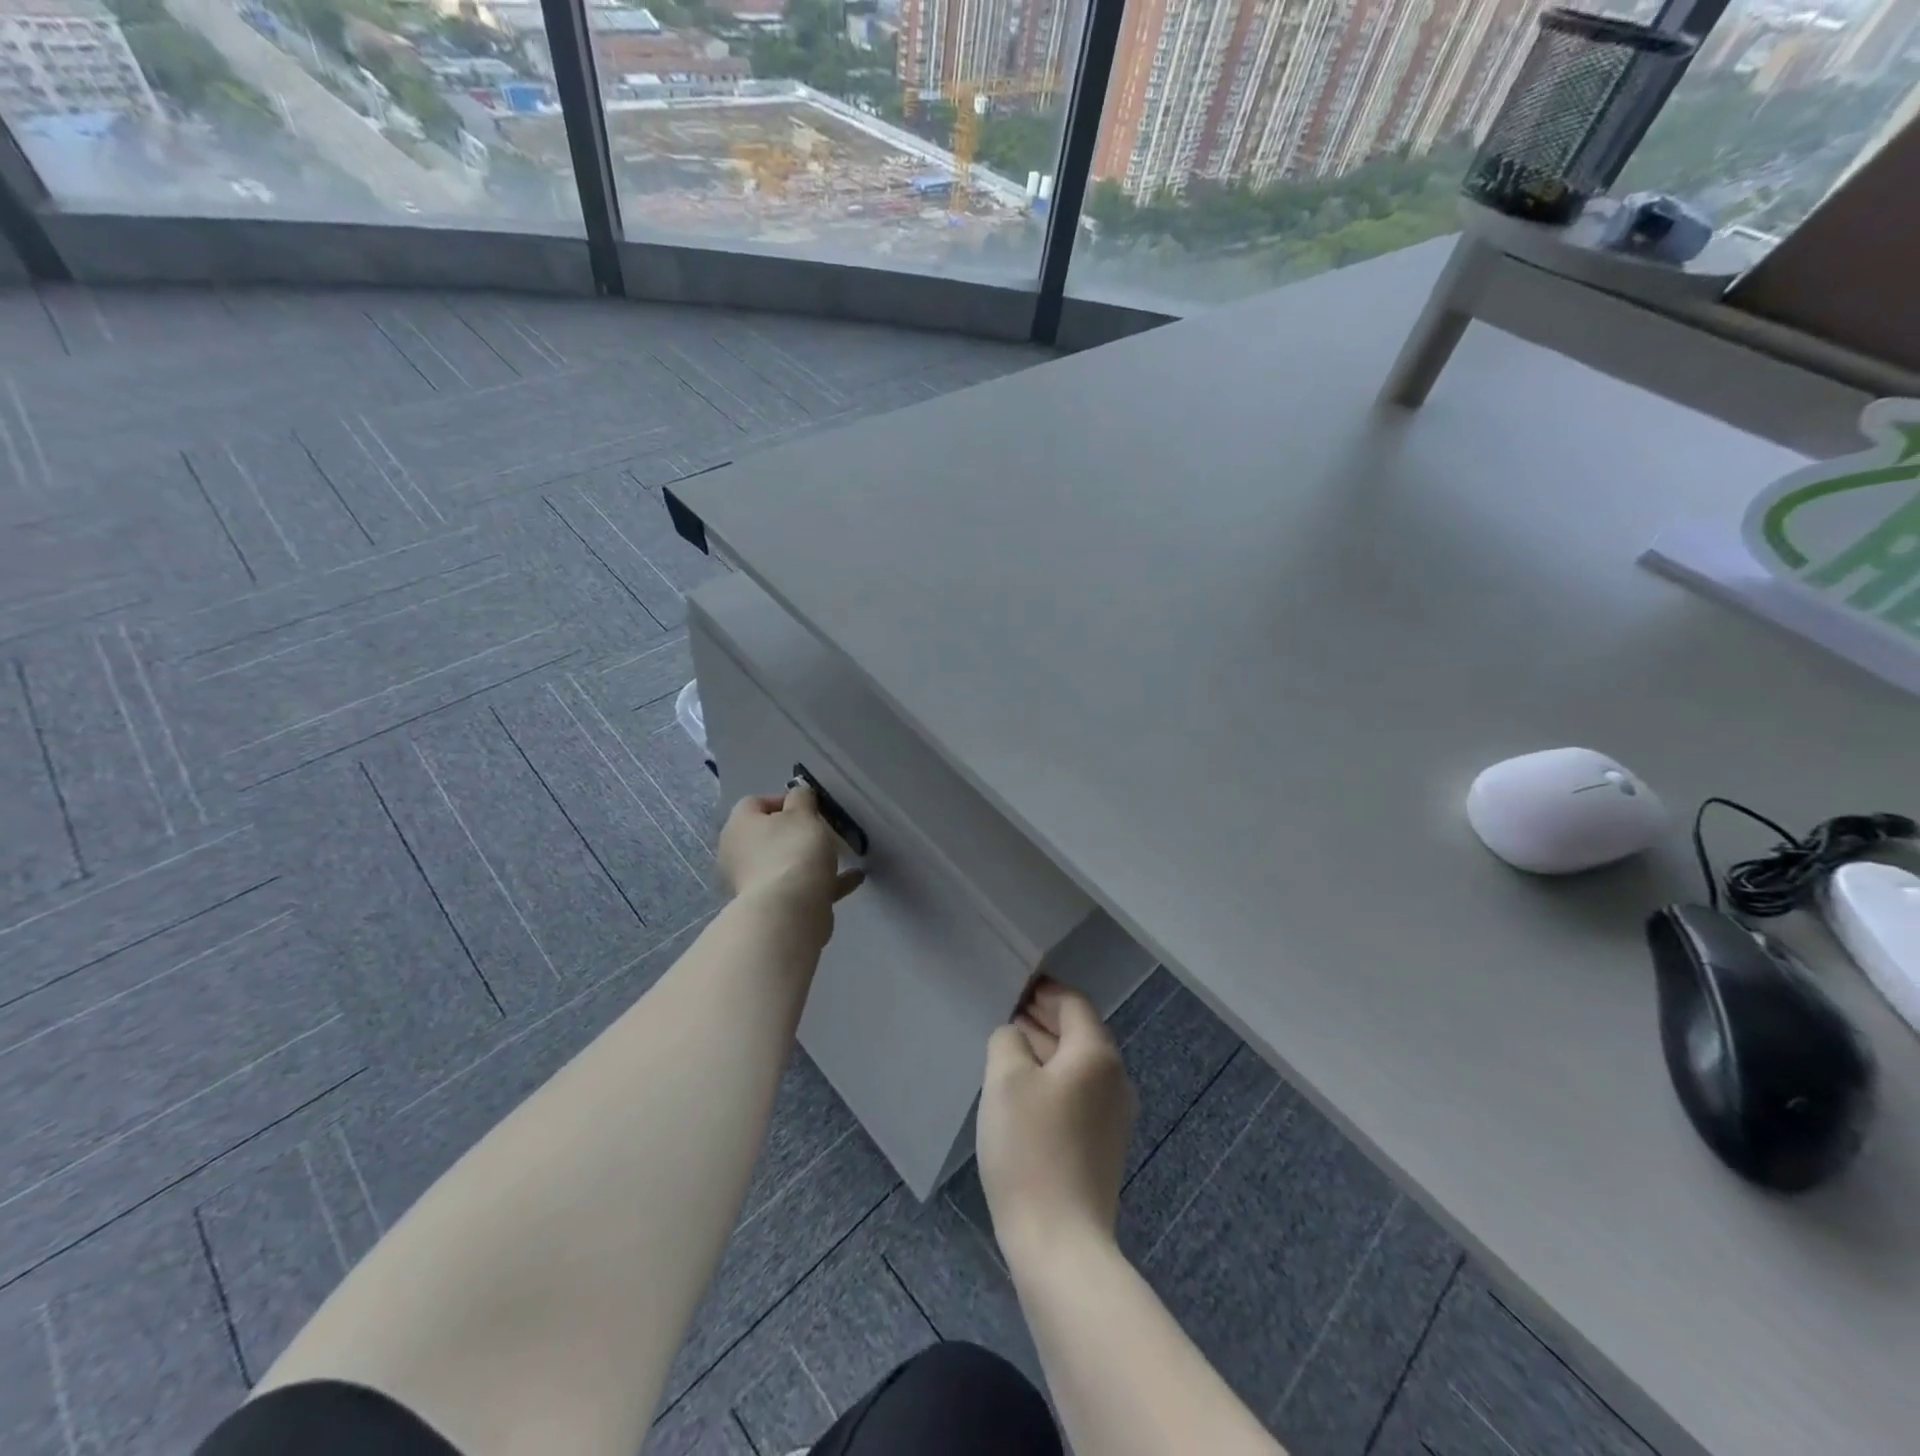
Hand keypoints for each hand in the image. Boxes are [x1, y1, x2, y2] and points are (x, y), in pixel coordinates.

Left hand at [717, 781, 863, 942]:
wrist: (789, 912)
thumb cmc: (793, 852)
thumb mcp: (803, 814)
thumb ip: (802, 798)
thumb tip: (799, 793)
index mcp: (739, 826)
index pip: (755, 803)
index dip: (784, 800)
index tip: (811, 806)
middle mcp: (740, 853)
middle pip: (770, 835)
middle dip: (798, 832)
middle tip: (824, 829)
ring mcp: (755, 883)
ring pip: (785, 862)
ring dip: (810, 858)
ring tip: (842, 854)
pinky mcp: (774, 906)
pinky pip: (801, 886)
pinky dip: (824, 881)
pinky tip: (853, 878)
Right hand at [977, 978, 1137, 1271]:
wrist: (1060, 1243)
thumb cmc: (1030, 1149)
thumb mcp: (1005, 1080)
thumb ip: (1008, 1040)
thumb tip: (1017, 1035)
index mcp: (1097, 1054)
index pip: (1074, 1004)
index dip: (1044, 991)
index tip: (1015, 987)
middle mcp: (1115, 1079)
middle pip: (1079, 1034)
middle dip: (1043, 1021)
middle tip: (1007, 1016)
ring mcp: (1114, 1116)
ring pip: (1078, 1066)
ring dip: (1046, 1052)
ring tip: (1009, 1050)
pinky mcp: (1104, 1146)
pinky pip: (1079, 1095)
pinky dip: (1053, 1082)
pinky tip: (1024, 1093)